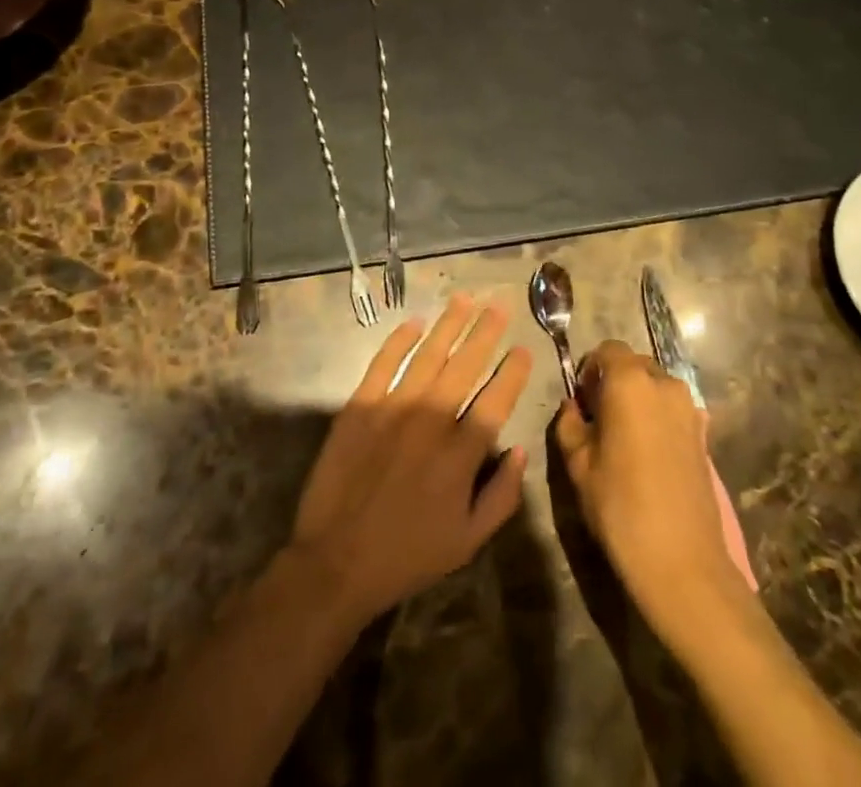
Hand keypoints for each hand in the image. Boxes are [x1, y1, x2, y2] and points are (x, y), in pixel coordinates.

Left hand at [288, 296, 533, 625]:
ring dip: (449, 324)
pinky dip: (399, 340)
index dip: (513, 372)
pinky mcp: (360, 405)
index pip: (496, 400)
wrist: (336, 561)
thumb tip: (520, 450)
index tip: (524, 349)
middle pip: (465, 365)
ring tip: (464, 298)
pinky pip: (384, 362)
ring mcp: (393, 408)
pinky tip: (414, 322)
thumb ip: (502, 495)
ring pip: (428, 354)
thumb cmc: (407, 555)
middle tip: (499, 305)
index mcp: (461, 454)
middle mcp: (431, 420)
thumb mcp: (468, 542)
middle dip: (486, 332)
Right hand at [554, 341, 749, 631]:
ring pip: (656, 387)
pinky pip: (673, 410)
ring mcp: (690, 409)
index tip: (582, 400)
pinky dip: (657, 419)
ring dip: (638, 400)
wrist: (683, 563)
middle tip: (598, 419)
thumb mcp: (578, 465)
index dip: (590, 369)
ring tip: (624, 439)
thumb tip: (573, 408)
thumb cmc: (621, 507)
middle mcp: (664, 384)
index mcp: (630, 382)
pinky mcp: (704, 435)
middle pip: (634, 364)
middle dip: (614, 382)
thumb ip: (569, 425)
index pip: (608, 350)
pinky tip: (648, 455)